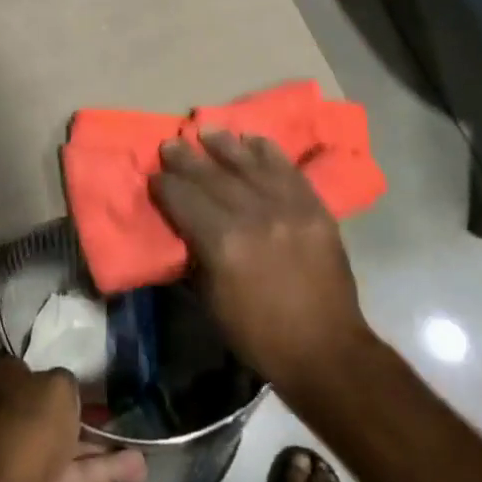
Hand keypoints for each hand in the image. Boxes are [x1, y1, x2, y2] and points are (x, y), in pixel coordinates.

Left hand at [0, 350, 147, 481]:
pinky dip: (103, 470)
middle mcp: (9, 412)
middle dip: (74, 404)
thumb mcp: (58, 386)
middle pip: (42, 403)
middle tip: (108, 400)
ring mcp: (24, 452)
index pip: (5, 360)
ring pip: (66, 441)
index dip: (24, 358)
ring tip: (139, 440)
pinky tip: (138, 469)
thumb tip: (65, 388)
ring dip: (100, 443)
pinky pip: (75, 473)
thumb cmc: (30, 423)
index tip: (50, 356)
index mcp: (2, 380)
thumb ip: (66, 382)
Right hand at [148, 130, 374, 391]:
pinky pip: (287, 171)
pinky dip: (268, 152)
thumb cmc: (259, 334)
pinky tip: (253, 139)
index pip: (185, 200)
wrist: (326, 350)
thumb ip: (197, 255)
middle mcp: (253, 216)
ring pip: (249, 164)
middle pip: (212, 176)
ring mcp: (288, 209)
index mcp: (223, 243)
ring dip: (224, 145)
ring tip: (207, 131)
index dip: (165, 185)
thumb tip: (185, 226)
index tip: (154, 175)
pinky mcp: (315, 209)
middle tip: (171, 144)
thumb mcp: (212, 301)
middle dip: (186, 159)